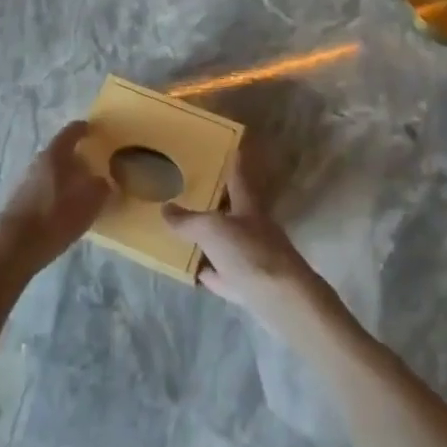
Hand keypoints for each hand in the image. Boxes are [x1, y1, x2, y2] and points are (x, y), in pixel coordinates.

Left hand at [0, 121, 109, 289]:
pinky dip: (56, 195)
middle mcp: (38, 162)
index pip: (71, 131)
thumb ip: (101, 187)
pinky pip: (43, 191)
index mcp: (55, 154)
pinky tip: (64, 211)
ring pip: (51, 173)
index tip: (94, 130)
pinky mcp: (19, 202)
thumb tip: (103, 182)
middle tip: (94, 168)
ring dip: (65, 179)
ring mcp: (25, 182)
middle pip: (60, 153)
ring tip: (81, 193)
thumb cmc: (55, 215)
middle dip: (77, 159)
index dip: (84, 129)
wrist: (13, 246)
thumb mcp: (90, 201)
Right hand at [163, 167, 344, 342]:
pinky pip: (226, 274)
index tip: (231, 147)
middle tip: (196, 191)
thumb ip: (188, 221)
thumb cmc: (249, 253)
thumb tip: (165, 208)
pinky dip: (213, 271)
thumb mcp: (212, 231)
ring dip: (213, 238)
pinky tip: (200, 271)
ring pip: (230, 241)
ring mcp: (254, 257)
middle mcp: (254, 227)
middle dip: (218, 201)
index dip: (234, 161)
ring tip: (190, 230)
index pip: (239, 176)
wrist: (281, 300)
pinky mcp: (251, 284)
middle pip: (234, 209)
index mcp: (248, 206)